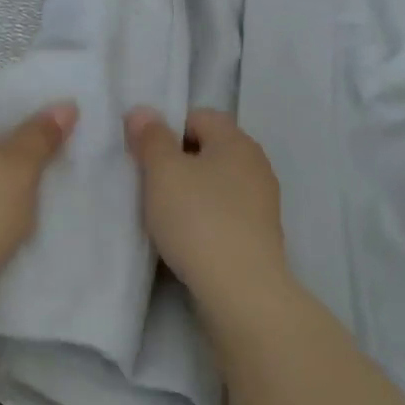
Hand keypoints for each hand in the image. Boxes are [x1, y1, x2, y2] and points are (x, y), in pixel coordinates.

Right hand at [125, 107, 286, 306]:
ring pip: (215, 183)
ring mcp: (262, 203)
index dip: (167, 128)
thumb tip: (142, 111)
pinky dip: (204, 218)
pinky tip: (185, 238)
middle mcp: (255, 165)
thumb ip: (151, 138)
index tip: (144, 155)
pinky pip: (224, 213)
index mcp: (236, 141)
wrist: (243, 292)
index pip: (198, 116)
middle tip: (147, 183)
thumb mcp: (163, 172)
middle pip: (208, 149)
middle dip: (177, 161)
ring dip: (189, 192)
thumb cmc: (199, 220)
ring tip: (162, 214)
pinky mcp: (260, 236)